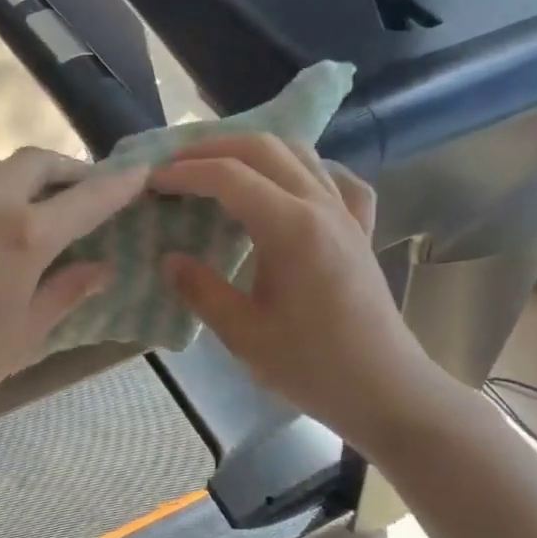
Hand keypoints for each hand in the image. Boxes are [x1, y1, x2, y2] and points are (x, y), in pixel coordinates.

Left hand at [0, 146, 147, 442]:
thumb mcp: (21, 338)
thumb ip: (64, 293)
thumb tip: (102, 268)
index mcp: (22, 236)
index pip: (85, 199)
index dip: (116, 185)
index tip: (137, 172)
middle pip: (33, 160)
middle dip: (60, 171)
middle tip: (67, 192)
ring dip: (3, 174)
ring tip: (3, 202)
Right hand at [150, 134, 454, 456]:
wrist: (385, 389)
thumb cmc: (312, 366)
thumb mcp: (243, 335)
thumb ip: (201, 290)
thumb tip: (169, 259)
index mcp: (291, 228)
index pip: (229, 177)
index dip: (185, 172)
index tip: (152, 181)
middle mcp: (321, 206)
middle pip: (263, 148)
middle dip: (212, 147)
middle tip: (175, 164)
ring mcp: (345, 214)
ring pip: (299, 153)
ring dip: (252, 150)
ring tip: (217, 167)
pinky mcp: (359, 229)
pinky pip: (335, 180)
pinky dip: (304, 171)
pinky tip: (288, 187)